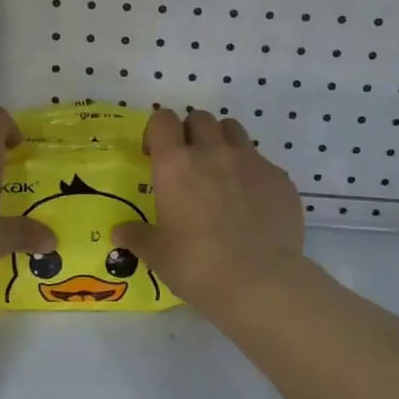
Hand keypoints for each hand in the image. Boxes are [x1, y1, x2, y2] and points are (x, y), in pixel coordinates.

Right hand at [111, 108, 305, 310]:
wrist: (259, 281)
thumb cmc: (197, 264)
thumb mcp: (157, 254)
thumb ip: (137, 236)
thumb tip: (119, 231)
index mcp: (175, 164)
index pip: (163, 120)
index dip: (158, 130)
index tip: (155, 154)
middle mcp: (213, 152)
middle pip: (200, 118)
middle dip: (191, 133)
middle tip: (189, 163)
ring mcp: (251, 161)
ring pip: (233, 130)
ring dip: (223, 142)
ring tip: (222, 173)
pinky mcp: (280, 178)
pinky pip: (262, 162)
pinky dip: (252, 174)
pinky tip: (252, 204)